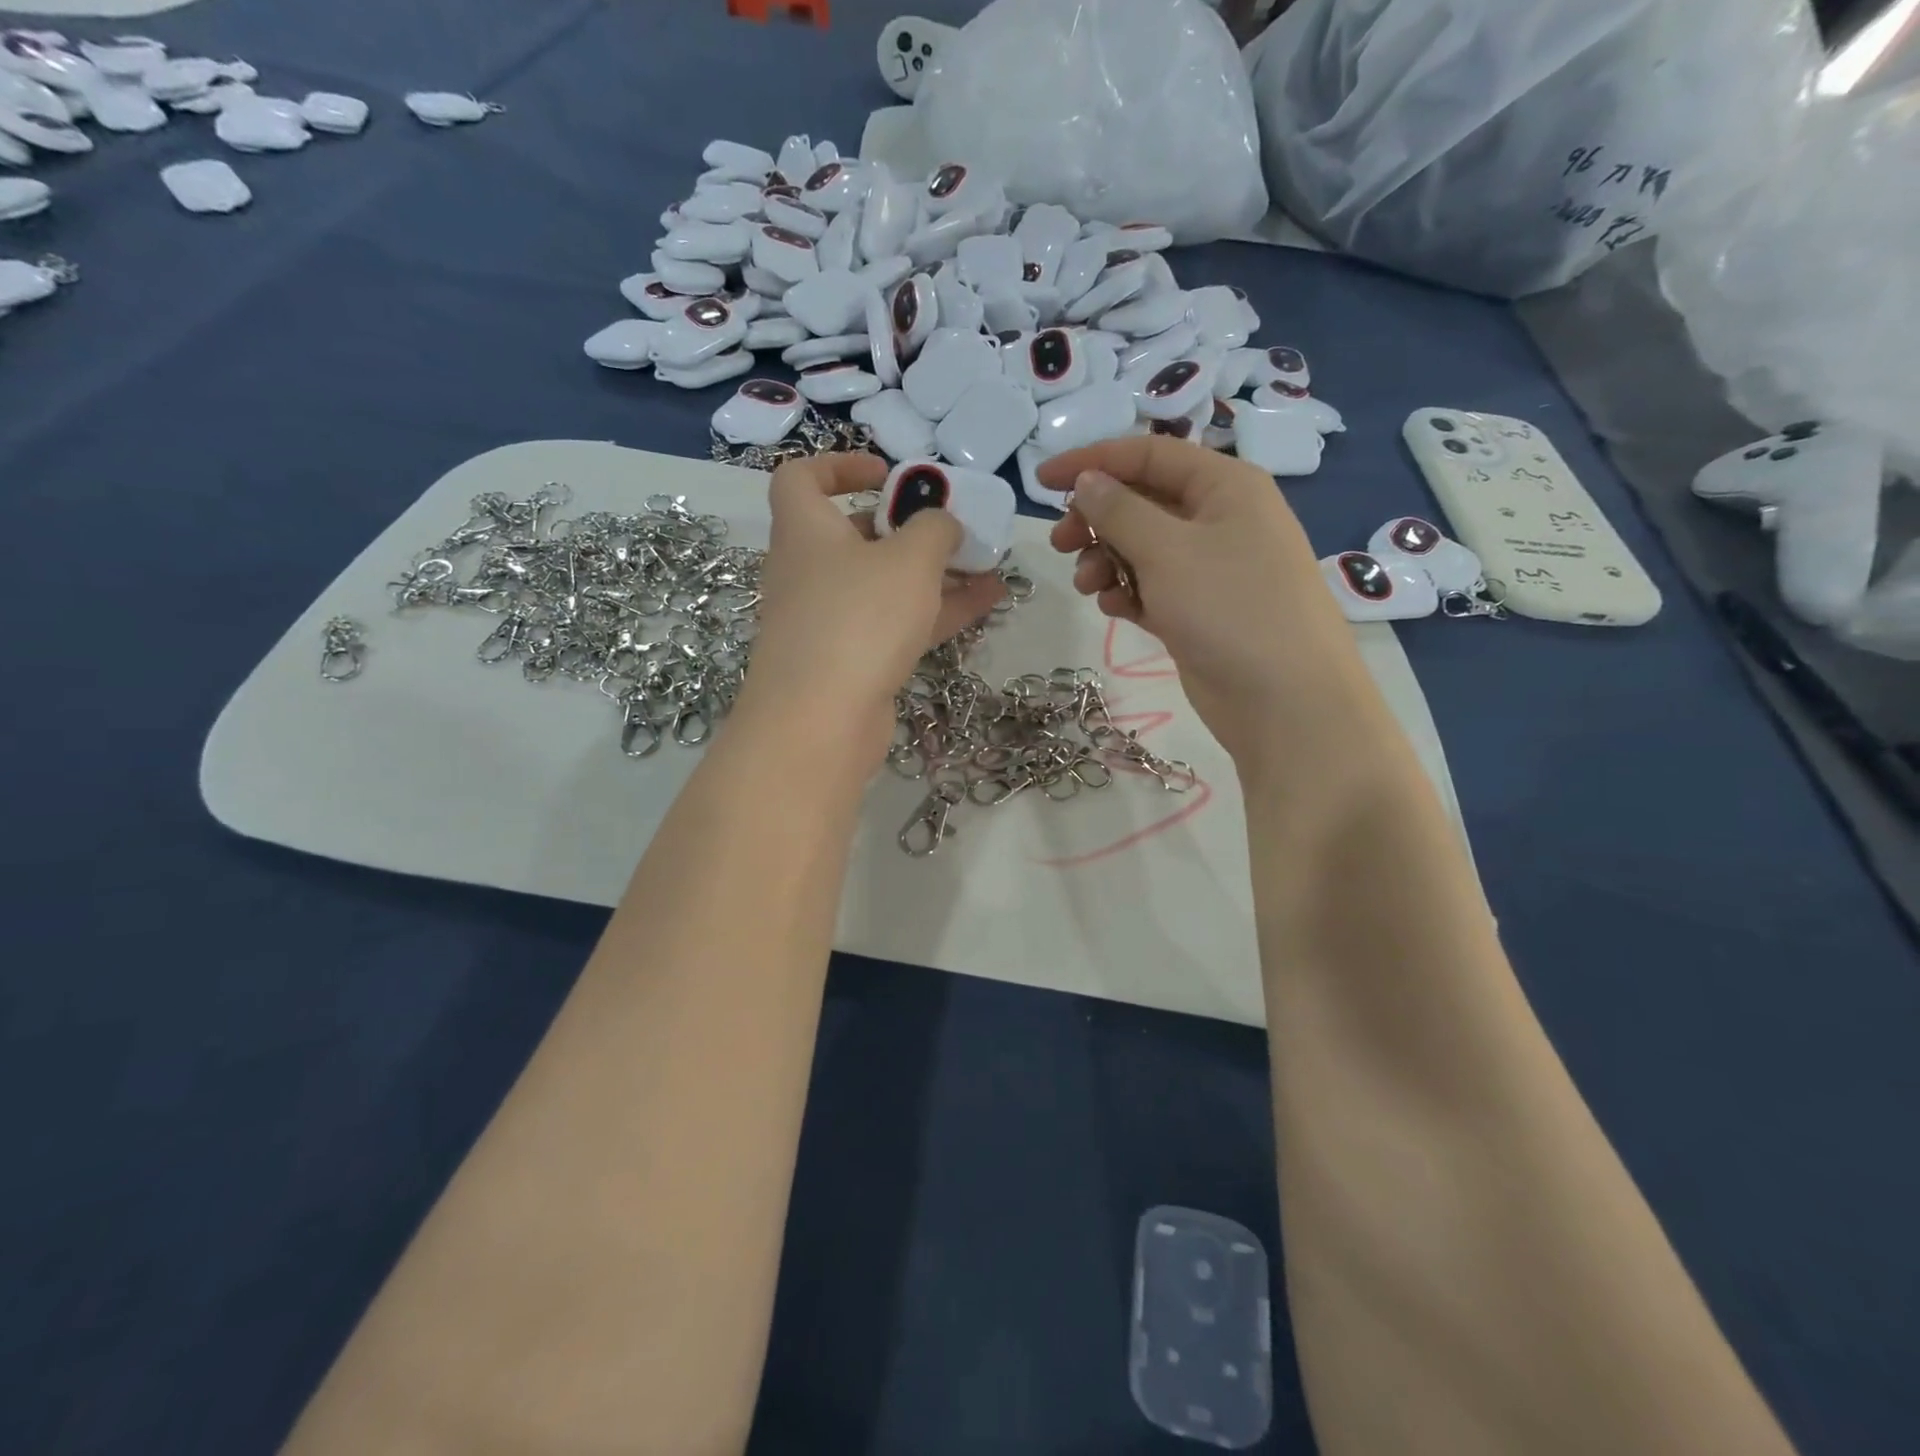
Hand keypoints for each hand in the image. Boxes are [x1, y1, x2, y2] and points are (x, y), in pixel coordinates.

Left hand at [741, 453, 1005, 765]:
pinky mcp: (849, 662)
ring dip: (932, 573)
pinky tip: (986, 603)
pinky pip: (894, 624)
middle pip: (854, 535)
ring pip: (883, 584)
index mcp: (805, 530)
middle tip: (950, 528)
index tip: (888, 475)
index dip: (840, 465)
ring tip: (987, 565)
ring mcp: (827, 621)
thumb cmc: (859, 618)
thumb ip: (934, 528)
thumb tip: (942, 523)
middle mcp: (808, 572)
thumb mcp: (910, 559)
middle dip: (906, 528)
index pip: (801, 478)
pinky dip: (934, 611)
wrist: (821, 721)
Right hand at [1038, 436, 1370, 769]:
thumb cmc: (1230, 609)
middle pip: (1142, 501)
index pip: (1148, 455)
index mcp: (1224, 485)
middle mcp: (1219, 519)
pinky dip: (1128, 591)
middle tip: (1060, 545)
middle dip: (1097, 520)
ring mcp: (1211, 568)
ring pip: (1143, 547)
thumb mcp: (1168, 551)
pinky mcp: (1199, 610)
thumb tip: (1088, 481)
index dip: (1092, 461)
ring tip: (1088, 587)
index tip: (1042, 481)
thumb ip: (1120, 511)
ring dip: (1107, 560)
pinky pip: (1152, 586)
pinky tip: (1115, 609)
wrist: (1285, 701)